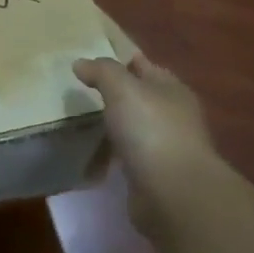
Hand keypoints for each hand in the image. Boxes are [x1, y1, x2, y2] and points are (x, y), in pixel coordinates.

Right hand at [74, 53, 217, 239]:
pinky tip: (94, 151)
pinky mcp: (153, 173)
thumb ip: (102, 72)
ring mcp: (165, 145)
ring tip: (81, 120)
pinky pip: (127, 154)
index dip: (121, 60)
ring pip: (133, 126)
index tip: (92, 61)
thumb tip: (81, 63)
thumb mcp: (123, 89)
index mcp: (172, 89)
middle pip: (140, 96)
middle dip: (115, 93)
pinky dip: (112, 152)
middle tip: (80, 90)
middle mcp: (173, 115)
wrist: (171, 191)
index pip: (145, 66)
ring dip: (113, 124)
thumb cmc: (150, 129)